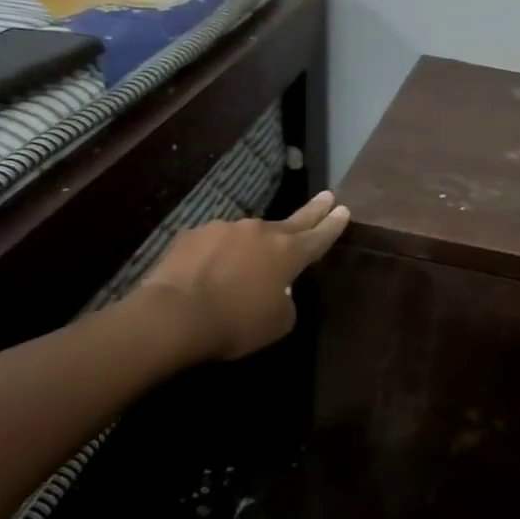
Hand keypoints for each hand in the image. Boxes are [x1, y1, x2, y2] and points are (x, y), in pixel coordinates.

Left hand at [138, 191, 349, 359]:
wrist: (175, 315)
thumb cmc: (237, 322)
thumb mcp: (278, 322)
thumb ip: (285, 300)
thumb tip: (277, 290)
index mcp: (287, 253)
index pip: (318, 236)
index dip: (333, 226)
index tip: (344, 210)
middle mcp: (259, 232)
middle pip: (292, 221)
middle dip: (312, 210)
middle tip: (326, 196)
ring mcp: (224, 229)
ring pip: (246, 236)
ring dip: (250, 247)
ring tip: (242, 267)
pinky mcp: (192, 235)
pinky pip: (213, 244)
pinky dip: (217, 255)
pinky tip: (208, 271)